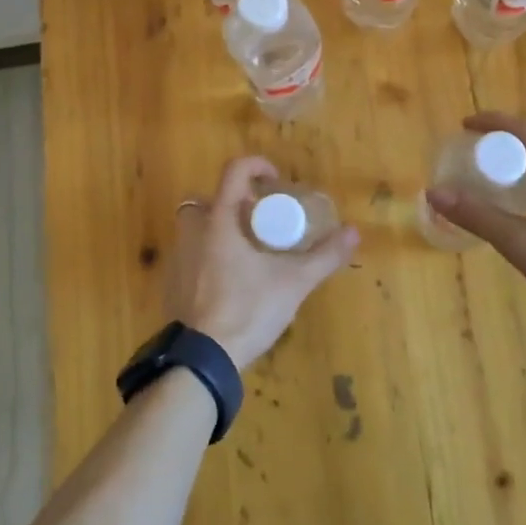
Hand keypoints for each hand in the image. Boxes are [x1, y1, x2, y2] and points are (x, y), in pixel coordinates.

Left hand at [168, 157, 358, 370]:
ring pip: (196, 227)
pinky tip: (230, 281)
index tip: (275, 180)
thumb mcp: (293, 282)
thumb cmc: (248, 310)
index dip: (256, 165)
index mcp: (219, 220)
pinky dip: (208, 257)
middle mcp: (193, 231)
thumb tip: (354, 233)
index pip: (234, 171)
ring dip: (220, 229)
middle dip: (233, 203)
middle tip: (259, 221)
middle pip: (209, 199)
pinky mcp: (172, 283)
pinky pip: (190, 255)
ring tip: (249, 251)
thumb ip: (325, 256)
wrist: (203, 359)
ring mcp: (178, 257)